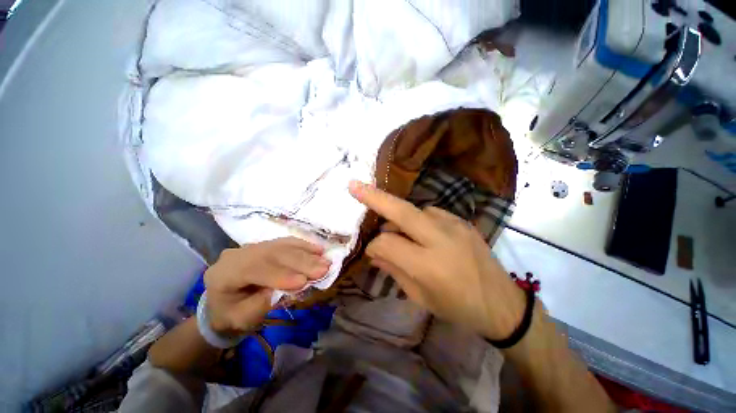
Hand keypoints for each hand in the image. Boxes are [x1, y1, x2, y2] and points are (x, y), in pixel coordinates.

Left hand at [204, 237, 329, 335]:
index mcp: (225, 273)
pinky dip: (304, 246)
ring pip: (283, 246)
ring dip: (306, 253)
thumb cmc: (230, 315)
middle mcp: (239, 254)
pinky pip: (287, 242)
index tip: (304, 282)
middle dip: (300, 262)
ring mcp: (254, 246)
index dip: (280, 274)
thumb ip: (259, 305)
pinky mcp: (267, 245)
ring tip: (325, 261)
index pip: (255, 268)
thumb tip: (285, 290)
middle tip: (324, 269)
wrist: (223, 303)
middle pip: (273, 253)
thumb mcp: (240, 319)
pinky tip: (318, 250)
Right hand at [349, 180, 524, 339]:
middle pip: (401, 210)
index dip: (374, 246)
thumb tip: (374, 251)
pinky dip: (418, 219)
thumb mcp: (420, 297)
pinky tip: (422, 232)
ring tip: (398, 231)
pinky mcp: (462, 220)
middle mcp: (441, 238)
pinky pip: (430, 213)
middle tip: (354, 186)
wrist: (502, 302)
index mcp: (428, 265)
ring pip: (415, 210)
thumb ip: (394, 269)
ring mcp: (454, 225)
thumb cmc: (458, 307)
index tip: (371, 251)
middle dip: (374, 197)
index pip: (387, 243)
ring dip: (399, 217)